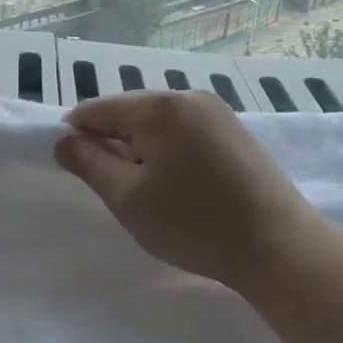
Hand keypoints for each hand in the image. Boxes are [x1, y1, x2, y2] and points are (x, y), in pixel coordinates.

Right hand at [53, 90, 320, 293]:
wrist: (278, 246)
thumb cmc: (193, 223)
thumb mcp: (128, 198)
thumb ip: (89, 164)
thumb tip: (64, 140)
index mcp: (157, 107)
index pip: (96, 109)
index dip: (77, 137)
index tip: (77, 172)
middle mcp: (187, 96)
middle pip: (129, 111)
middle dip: (112, 143)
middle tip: (115, 189)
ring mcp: (216, 111)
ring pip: (157, 123)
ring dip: (141, 149)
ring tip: (147, 190)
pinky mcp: (235, 131)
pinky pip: (184, 130)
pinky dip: (168, 151)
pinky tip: (177, 184)